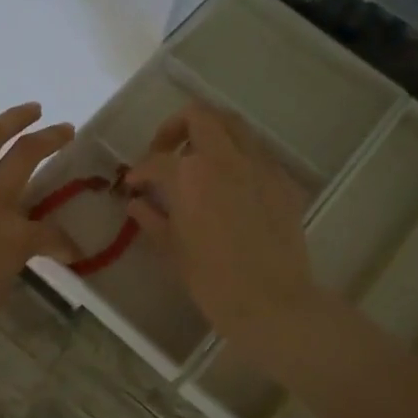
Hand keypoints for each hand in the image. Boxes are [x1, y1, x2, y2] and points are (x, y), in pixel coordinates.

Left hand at [0, 86, 75, 354]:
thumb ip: (4, 272)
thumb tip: (6, 258)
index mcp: (12, 236)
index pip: (52, 235)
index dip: (66, 243)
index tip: (71, 250)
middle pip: (28, 159)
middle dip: (52, 140)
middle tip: (66, 129)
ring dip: (13, 118)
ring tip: (32, 107)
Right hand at [124, 101, 320, 355]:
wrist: (272, 302)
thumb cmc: (212, 281)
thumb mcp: (172, 250)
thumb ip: (152, 219)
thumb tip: (137, 204)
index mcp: (190, 175)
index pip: (157, 159)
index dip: (140, 170)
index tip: (134, 183)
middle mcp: (225, 158)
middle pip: (199, 116)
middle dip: (176, 127)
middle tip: (166, 151)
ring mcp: (259, 165)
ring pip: (234, 125)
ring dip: (211, 133)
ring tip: (200, 160)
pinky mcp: (283, 180)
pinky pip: (257, 153)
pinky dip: (238, 156)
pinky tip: (231, 184)